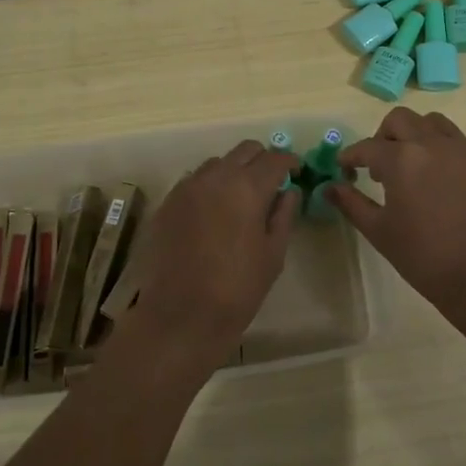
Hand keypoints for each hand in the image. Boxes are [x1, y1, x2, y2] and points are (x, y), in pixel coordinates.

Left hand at [109, 141, 299, 374]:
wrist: (181, 315)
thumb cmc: (238, 288)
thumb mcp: (273, 254)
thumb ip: (284, 215)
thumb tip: (289, 190)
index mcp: (247, 187)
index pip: (275, 159)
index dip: (290, 162)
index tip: (296, 172)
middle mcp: (216, 176)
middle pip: (245, 150)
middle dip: (262, 160)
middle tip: (272, 182)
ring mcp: (188, 186)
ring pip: (218, 162)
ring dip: (234, 171)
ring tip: (241, 198)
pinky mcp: (169, 201)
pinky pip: (195, 180)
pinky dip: (211, 185)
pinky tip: (215, 211)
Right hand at [331, 108, 465, 344]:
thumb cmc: (426, 258)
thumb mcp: (380, 232)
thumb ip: (351, 204)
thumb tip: (329, 187)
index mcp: (402, 159)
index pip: (367, 147)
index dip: (351, 156)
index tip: (347, 168)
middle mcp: (435, 143)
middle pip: (401, 120)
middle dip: (384, 137)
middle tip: (382, 165)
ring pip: (436, 124)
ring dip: (419, 138)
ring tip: (419, 167)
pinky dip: (451, 155)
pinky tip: (451, 183)